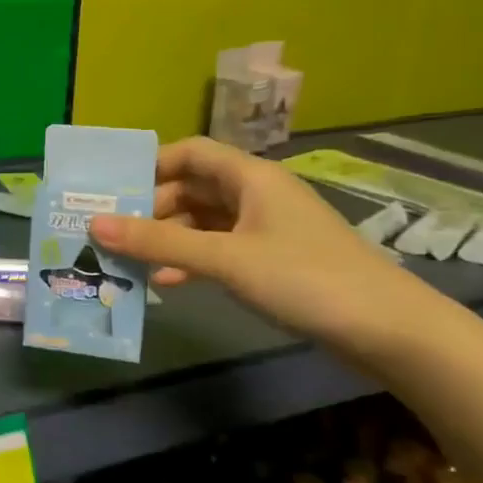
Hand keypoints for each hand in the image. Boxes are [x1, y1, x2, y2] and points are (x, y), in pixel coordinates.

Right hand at [87, 135, 445, 356]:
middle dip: (151, 208)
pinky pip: (219, 249)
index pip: (191, 152)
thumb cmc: (304, 278)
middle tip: (110, 233)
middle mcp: (256, 194)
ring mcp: (265, 228)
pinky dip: (191, 260)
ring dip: (168, 239)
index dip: (151, 166)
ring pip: (203, 222)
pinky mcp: (271, 260)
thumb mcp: (225, 259)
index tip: (112, 191)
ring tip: (129, 261)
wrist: (387, 330)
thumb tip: (94, 225)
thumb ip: (159, 243)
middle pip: (192, 188)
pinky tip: (167, 283)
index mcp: (251, 177)